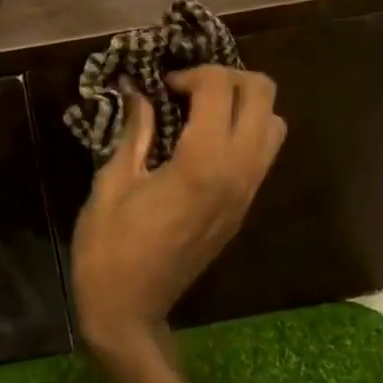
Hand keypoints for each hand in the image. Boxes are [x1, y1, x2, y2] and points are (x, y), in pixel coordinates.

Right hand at [71, 66, 286, 354]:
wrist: (129, 309)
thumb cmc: (109, 247)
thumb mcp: (112, 183)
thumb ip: (135, 132)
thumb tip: (141, 93)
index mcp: (202, 163)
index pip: (221, 88)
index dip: (192, 73)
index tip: (162, 86)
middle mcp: (237, 173)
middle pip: (263, 96)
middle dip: (228, 78)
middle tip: (189, 89)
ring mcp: (247, 193)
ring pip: (274, 125)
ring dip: (243, 105)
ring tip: (201, 113)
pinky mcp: (244, 209)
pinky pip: (263, 154)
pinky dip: (245, 132)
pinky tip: (204, 142)